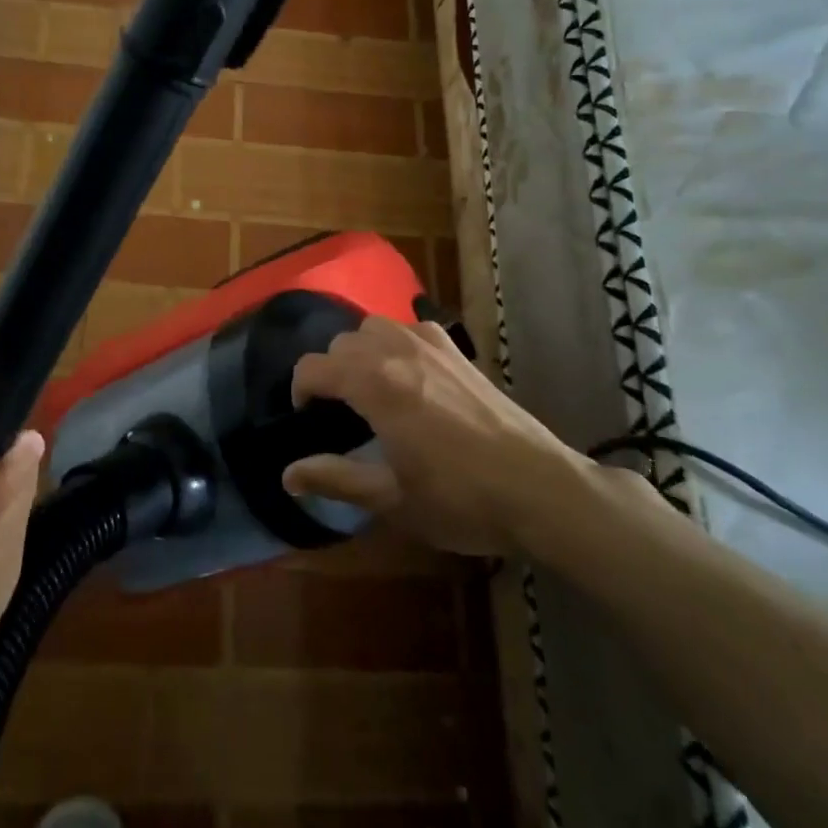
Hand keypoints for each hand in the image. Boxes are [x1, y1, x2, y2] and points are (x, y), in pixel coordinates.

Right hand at [283, 316, 595, 558]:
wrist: (539, 489)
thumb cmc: (461, 500)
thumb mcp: (391, 499)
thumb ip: (335, 480)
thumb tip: (287, 475)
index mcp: (375, 385)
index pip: (314, 367)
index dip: (300, 390)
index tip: (305, 419)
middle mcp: (398, 352)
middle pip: (342, 343)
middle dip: (329, 372)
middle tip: (338, 412)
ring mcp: (431, 346)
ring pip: (374, 327)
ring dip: (361, 351)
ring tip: (369, 387)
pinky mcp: (458, 351)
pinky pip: (410, 328)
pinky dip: (395, 342)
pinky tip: (409, 374)